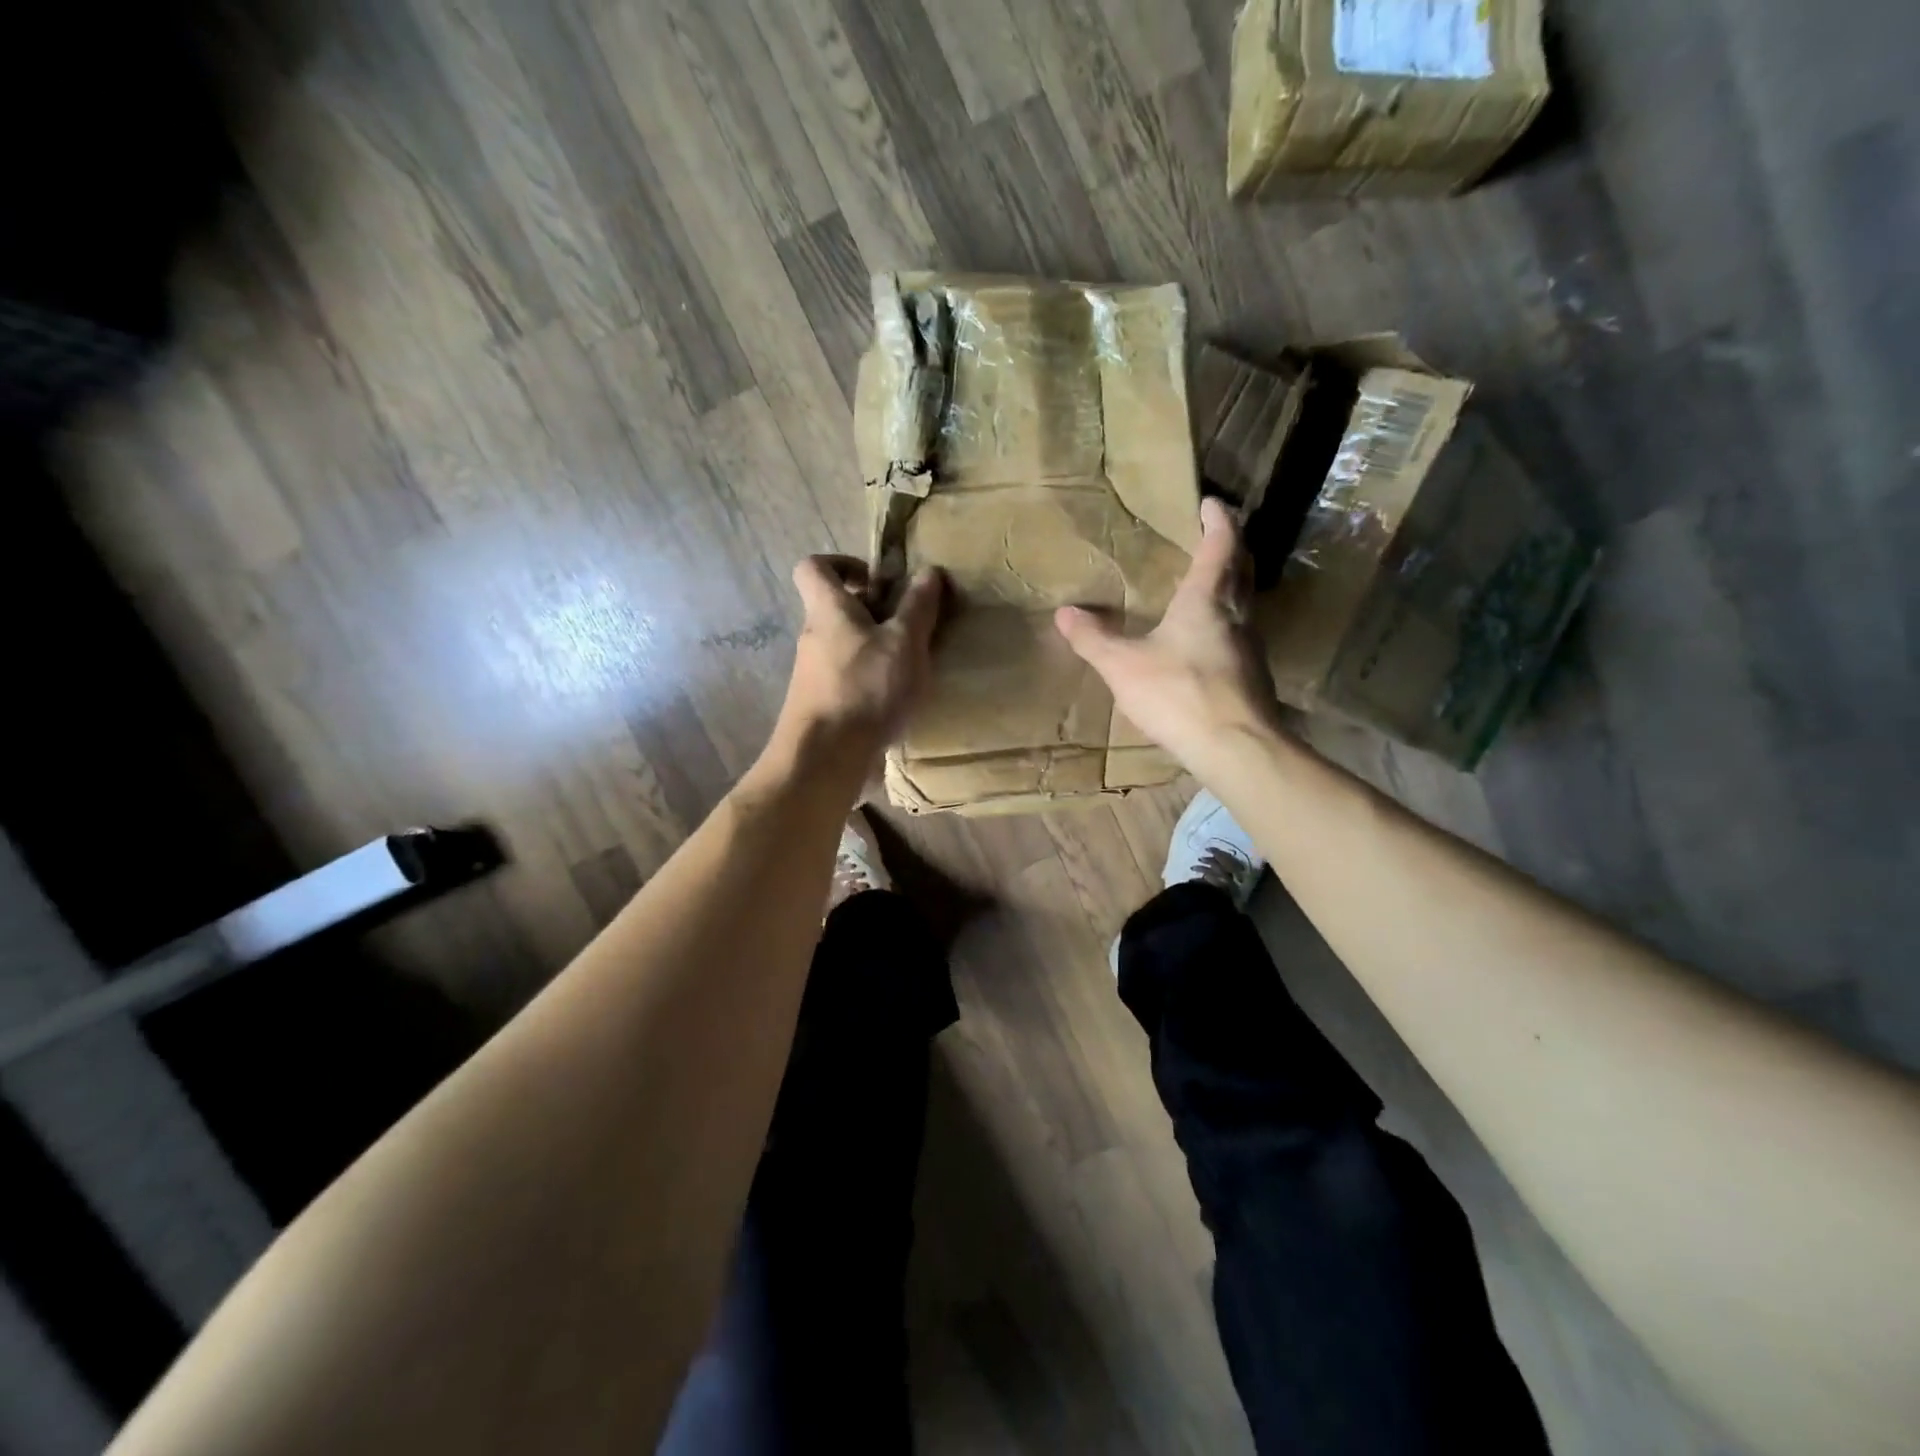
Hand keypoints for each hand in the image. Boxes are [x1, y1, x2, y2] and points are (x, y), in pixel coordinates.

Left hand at [769, 556, 943, 781]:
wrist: (824, 759)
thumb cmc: (865, 689)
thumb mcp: (904, 643)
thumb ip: (918, 607)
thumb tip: (929, 570)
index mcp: (827, 610)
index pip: (813, 566)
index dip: (843, 563)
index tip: (878, 580)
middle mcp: (814, 637)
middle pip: (838, 609)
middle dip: (876, 612)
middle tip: (912, 626)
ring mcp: (814, 674)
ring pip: (846, 646)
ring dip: (878, 648)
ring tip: (913, 665)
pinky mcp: (821, 704)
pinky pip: (848, 677)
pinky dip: (872, 679)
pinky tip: (898, 698)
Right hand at [1055, 497, 1279, 772]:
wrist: (1235, 748)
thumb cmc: (1178, 694)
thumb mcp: (1123, 666)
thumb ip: (1093, 639)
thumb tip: (1064, 613)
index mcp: (1207, 600)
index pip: (1220, 546)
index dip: (1218, 521)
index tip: (1211, 503)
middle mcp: (1238, 616)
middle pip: (1242, 570)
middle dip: (1230, 549)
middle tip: (1214, 538)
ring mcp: (1252, 648)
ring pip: (1245, 605)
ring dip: (1231, 588)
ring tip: (1207, 589)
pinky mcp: (1254, 678)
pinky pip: (1241, 637)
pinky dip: (1227, 625)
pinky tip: (1208, 644)